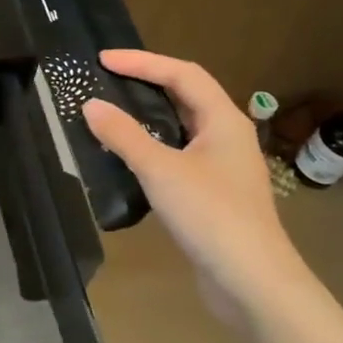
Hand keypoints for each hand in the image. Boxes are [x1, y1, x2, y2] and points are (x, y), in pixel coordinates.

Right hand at [82, 50, 313, 324]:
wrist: (252, 283)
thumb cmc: (211, 216)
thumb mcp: (161, 170)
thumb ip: (124, 135)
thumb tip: (91, 105)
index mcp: (224, 121)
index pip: (183, 73)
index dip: (142, 62)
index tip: (103, 60)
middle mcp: (227, 136)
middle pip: (185, 95)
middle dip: (146, 82)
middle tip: (106, 79)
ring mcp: (222, 167)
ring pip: (181, 127)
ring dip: (147, 115)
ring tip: (110, 112)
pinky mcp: (212, 194)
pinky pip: (177, 154)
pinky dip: (151, 146)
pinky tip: (127, 158)